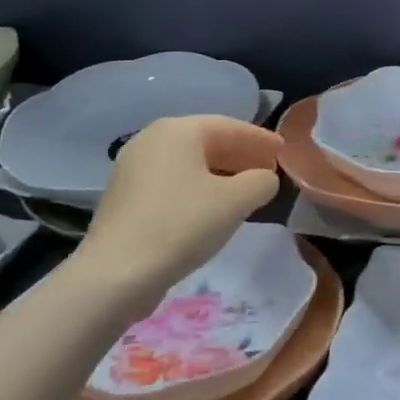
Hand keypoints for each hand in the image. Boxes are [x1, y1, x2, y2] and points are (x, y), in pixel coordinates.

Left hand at [80, 115, 281, 305]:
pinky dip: (197, 188)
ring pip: (188, 164)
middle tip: (268, 170)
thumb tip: (265, 178)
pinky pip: (172, 183)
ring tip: (245, 191)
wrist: (116, 273)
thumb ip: (260, 182)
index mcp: (177, 130)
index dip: (260, 139)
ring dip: (220, 174)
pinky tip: (211, 209)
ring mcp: (133, 169)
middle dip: (240, 156)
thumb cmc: (181, 225)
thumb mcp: (235, 202)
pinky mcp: (125, 198)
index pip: (229, 126)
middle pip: (206, 142)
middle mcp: (151, 140)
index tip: (283, 151)